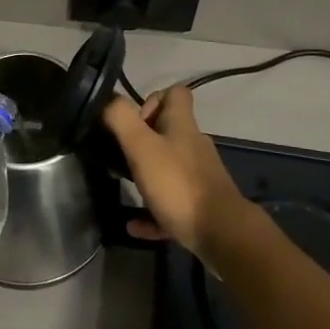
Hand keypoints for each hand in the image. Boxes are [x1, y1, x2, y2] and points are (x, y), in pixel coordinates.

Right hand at [101, 88, 255, 257]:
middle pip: (169, 131)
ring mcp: (199, 176)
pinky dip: (152, 210)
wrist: (222, 234)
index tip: (135, 121)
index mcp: (182, 126)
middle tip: (121, 154)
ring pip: (169, 167)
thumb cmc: (178, 184)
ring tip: (123, 185)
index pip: (176, 94)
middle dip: (143, 140)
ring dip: (146, 175)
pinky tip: (134, 224)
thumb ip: (121, 119)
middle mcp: (194, 145)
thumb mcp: (141, 146)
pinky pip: (171, 202)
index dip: (153, 99)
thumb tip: (107, 99)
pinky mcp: (200, 205)